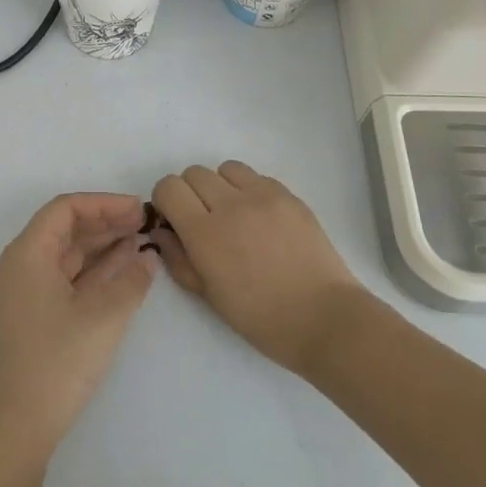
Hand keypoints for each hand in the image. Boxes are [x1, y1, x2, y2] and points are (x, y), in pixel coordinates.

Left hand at [0, 193, 158, 465]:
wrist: (21, 423)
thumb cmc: (58, 360)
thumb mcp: (104, 317)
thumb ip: (131, 280)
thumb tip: (148, 257)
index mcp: (28, 254)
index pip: (65, 209)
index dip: (103, 204)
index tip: (137, 209)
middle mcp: (24, 264)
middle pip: (66, 228)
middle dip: (106, 221)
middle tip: (144, 222)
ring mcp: (30, 290)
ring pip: (69, 252)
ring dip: (104, 244)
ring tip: (141, 239)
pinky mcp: (39, 313)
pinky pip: (70, 276)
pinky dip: (97, 268)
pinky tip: (126, 266)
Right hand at [150, 162, 363, 371]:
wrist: (323, 318)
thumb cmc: (261, 318)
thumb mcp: (208, 296)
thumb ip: (178, 258)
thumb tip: (162, 231)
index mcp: (205, 233)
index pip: (169, 187)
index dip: (166, 201)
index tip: (174, 220)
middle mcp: (231, 205)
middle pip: (194, 173)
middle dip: (190, 193)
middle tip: (203, 220)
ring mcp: (263, 196)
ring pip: (226, 168)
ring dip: (221, 186)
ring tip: (233, 214)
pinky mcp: (289, 195)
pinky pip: (257, 177)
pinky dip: (249, 190)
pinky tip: (260, 219)